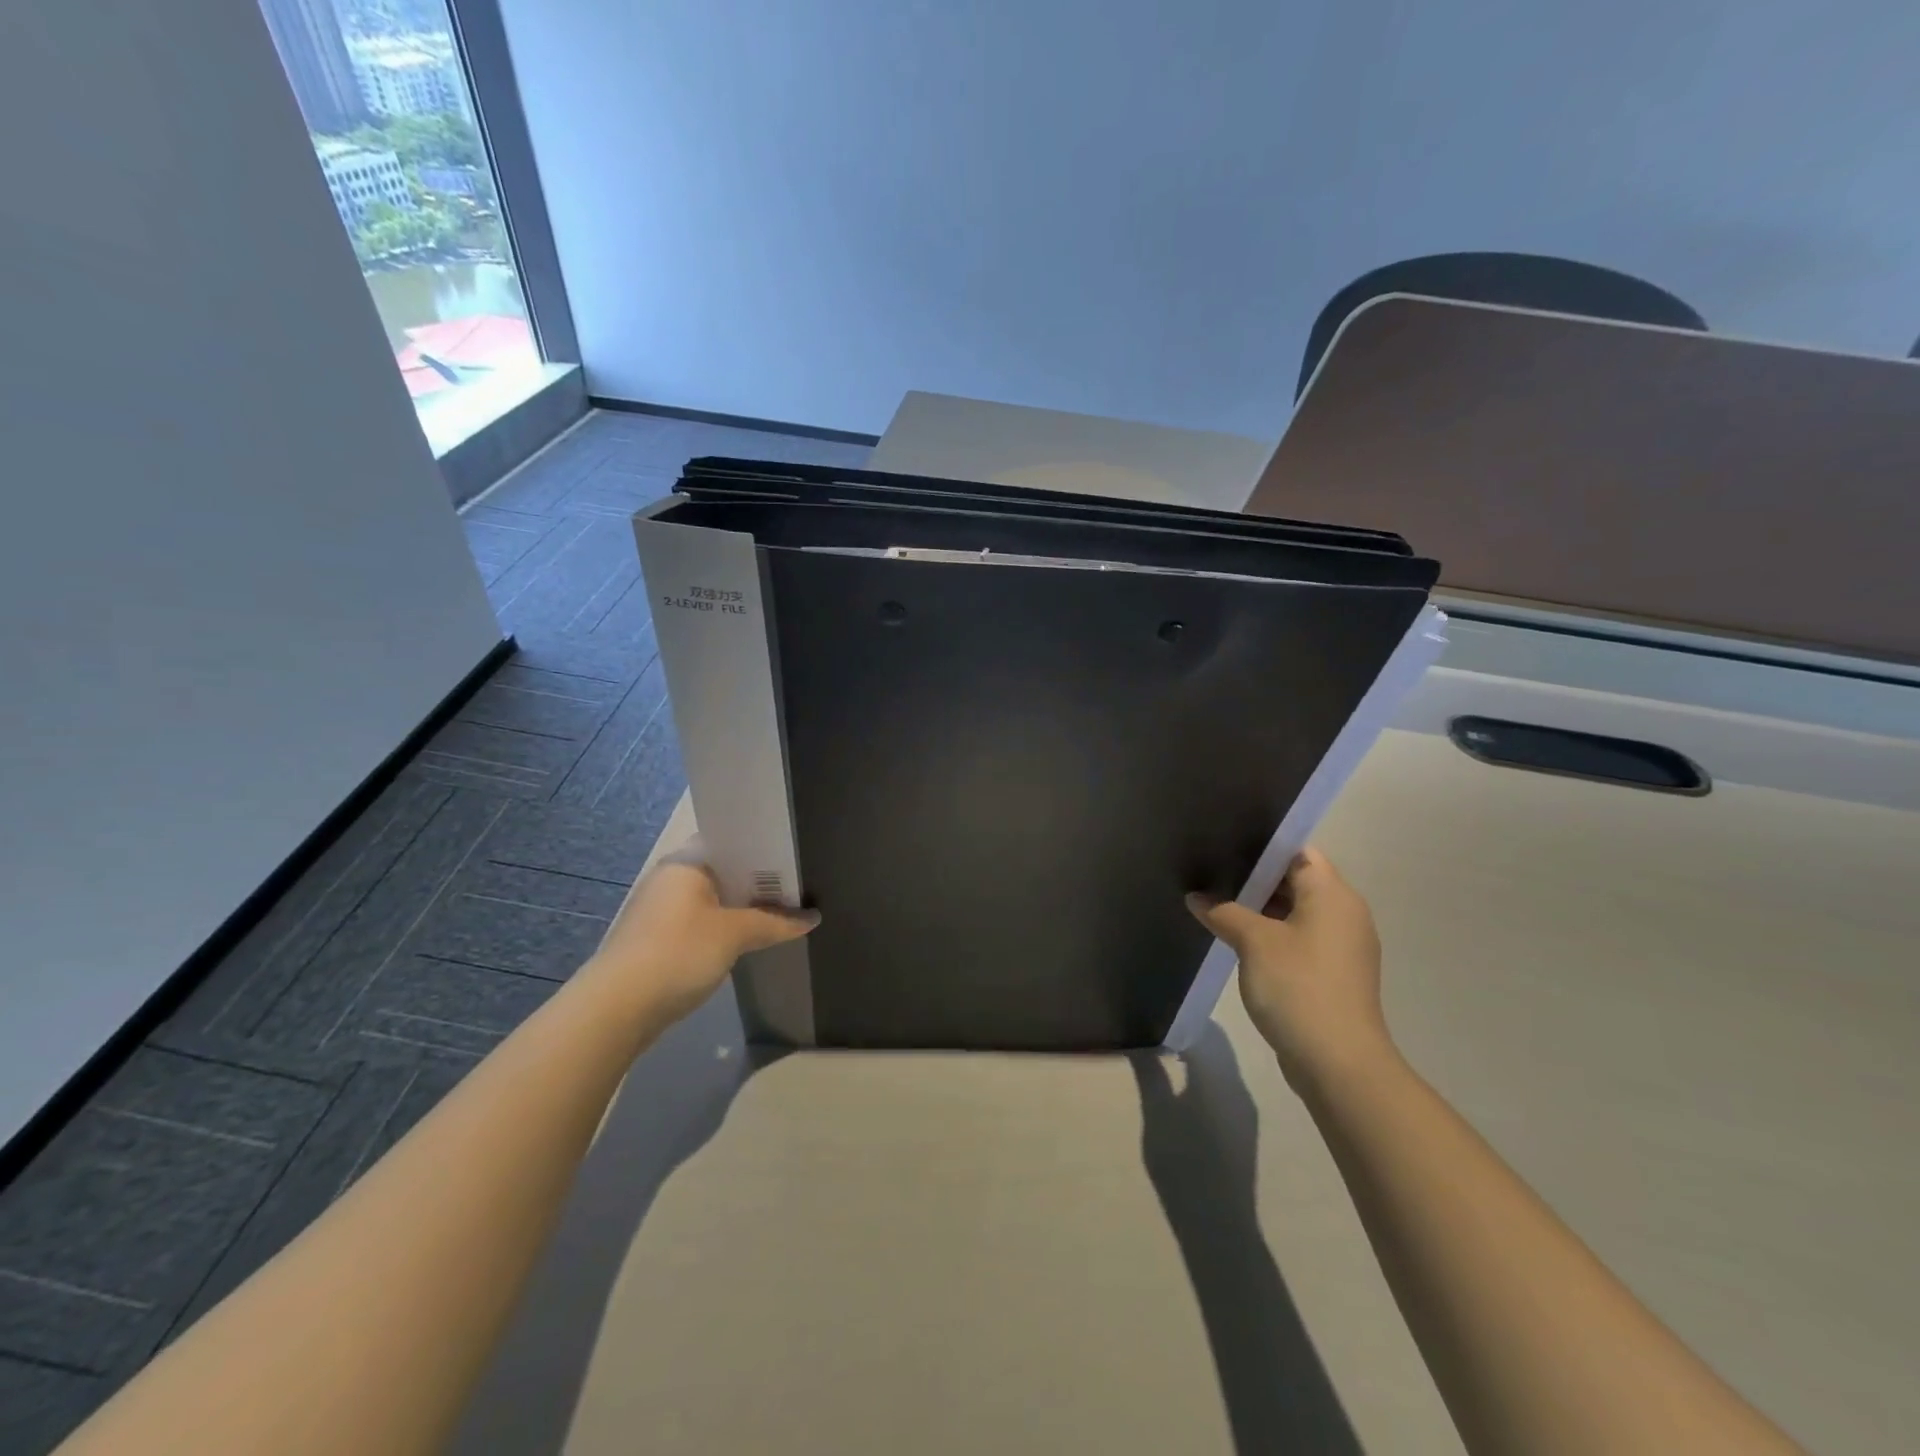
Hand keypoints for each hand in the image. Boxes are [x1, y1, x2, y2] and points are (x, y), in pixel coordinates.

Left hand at [586, 844, 818, 1023]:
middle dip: (759, 881)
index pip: (731, 840)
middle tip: (798, 887)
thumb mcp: (735, 934)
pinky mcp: (657, 940)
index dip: (764, 847)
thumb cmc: (679, 952)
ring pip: (714, 899)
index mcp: (686, 862)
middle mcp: (671, 878)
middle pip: (725, 870)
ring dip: (743, 908)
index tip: (795, 857)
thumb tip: (813, 918)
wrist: (617, 1009)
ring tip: (782, 912)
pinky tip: (749, 939)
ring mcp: (661, 910)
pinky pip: (701, 923)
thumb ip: (776, 922)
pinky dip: (725, 928)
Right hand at [1187, 848, 1392, 1094]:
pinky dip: (1271, 934)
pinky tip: (1236, 939)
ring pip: (1295, 911)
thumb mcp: (1253, 942)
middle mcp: (1344, 913)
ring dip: (1259, 909)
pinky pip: (1298, 938)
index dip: (1261, 846)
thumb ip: (1223, 911)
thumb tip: (1197, 897)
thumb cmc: (1299, 987)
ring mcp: (1341, 946)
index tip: (1223, 843)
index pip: (1297, 851)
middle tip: (1210, 871)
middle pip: (1296, 880)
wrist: (1339, 1063)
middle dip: (1253, 878)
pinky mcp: (1332, 973)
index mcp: (1333, 895)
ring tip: (1215, 902)